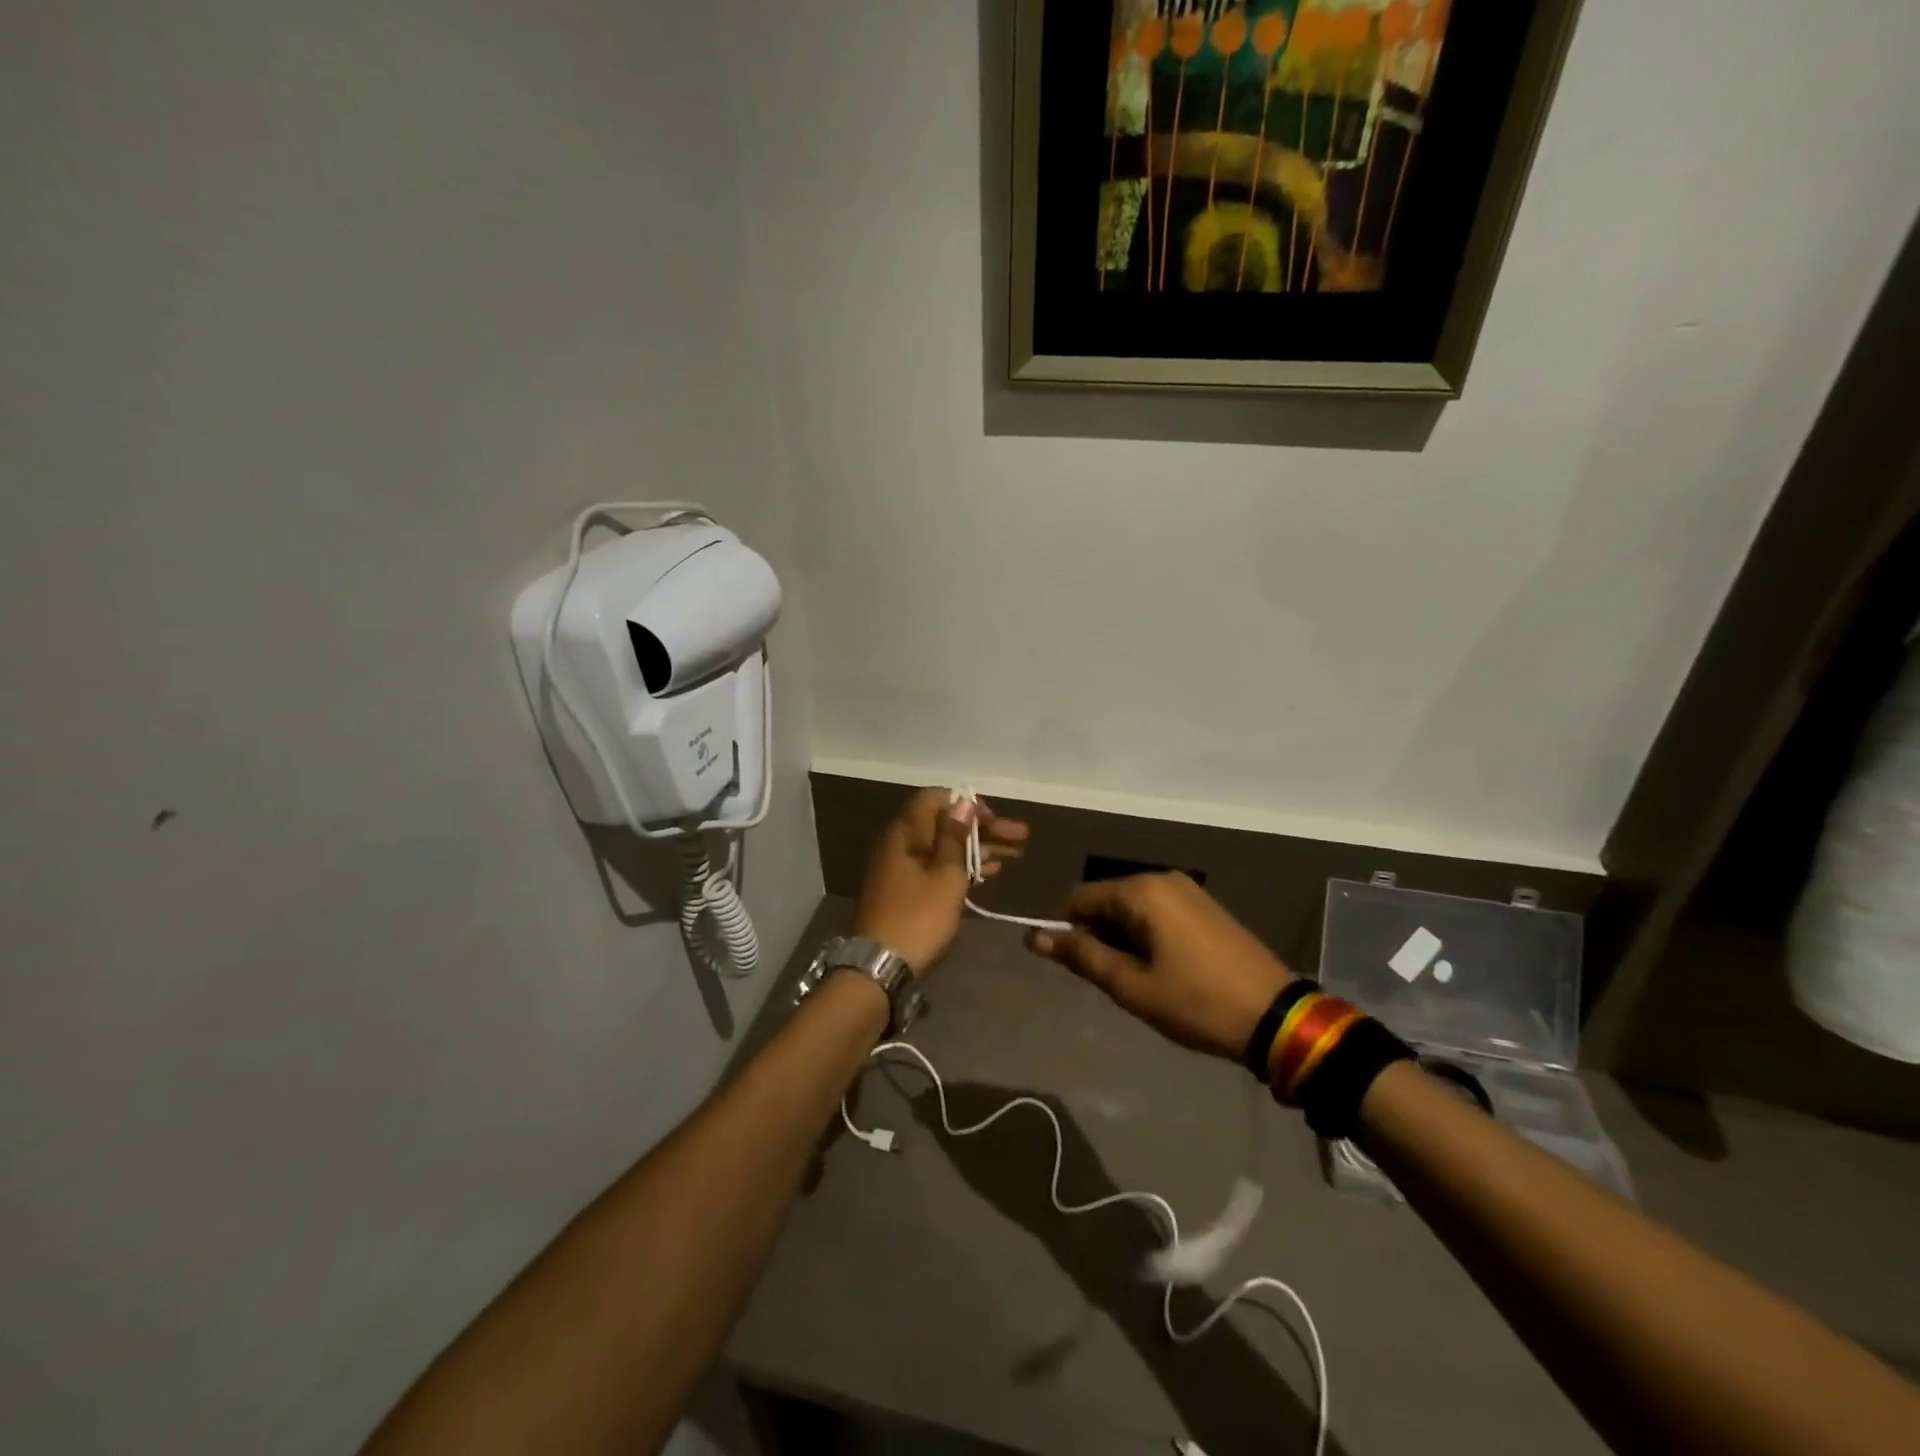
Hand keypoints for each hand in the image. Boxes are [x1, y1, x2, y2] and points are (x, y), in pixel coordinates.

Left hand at [853, 788, 1029, 976]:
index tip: (994, 818)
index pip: (935, 799)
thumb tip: (962, 802)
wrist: (880, 966)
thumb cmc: (919, 916)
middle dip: (983, 829)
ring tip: (1016, 855)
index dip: (966, 805)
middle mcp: (900, 843)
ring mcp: (900, 868)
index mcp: (905, 832)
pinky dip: (962, 867)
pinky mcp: (904, 890)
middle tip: (1022, 837)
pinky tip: (989, 873)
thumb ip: (955, 837)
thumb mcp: (945, 875)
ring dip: (978, 849)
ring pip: (944, 847)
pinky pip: (936, 866)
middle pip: (944, 824)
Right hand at [1026, 874, 1292, 1060]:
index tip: (1078, 969)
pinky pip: (1159, 913)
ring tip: (1142, 981)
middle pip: (1107, 901)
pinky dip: (1149, 937)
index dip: (1068, 932)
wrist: (1276, 1017)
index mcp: (1142, 891)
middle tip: (1116, 981)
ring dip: (1124, 940)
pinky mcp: (1206, 907)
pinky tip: (1165, 970)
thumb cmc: (1196, 1002)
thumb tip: (1035, 937)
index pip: (1080, 898)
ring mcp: (1189, 891)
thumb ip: (1082, 956)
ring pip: (1133, 909)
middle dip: (1099, 936)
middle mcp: (1163, 879)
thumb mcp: (1132, 986)